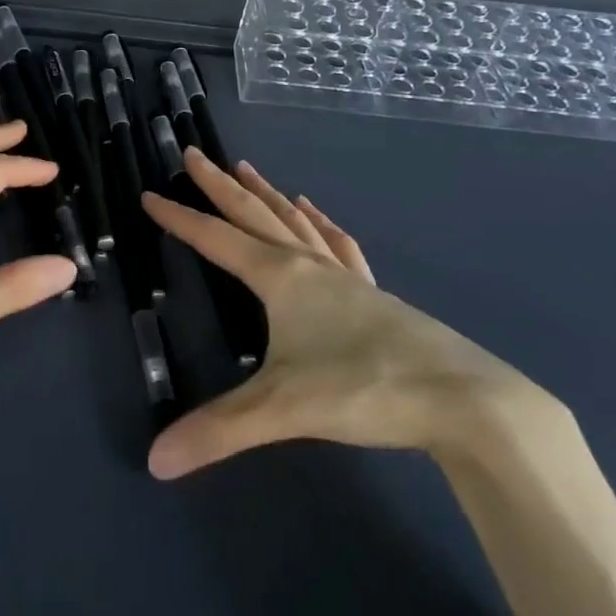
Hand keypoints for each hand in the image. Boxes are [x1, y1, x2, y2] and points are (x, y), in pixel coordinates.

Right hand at [140, 149, 557, 478]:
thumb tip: (155, 461)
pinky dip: (321, 223)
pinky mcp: (375, 294)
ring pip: (297, 221)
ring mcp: (347, 277)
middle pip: (256, 214)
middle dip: (220, 185)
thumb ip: (218, 430)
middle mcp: (310, 266)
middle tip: (194, 154)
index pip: (217, 239)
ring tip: (248, 169)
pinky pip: (339, 245)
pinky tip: (318, 213)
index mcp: (281, 278)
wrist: (464, 399)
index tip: (150, 194)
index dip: (180, 217)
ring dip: (268, 194)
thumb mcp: (283, 409)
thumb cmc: (365, 389)